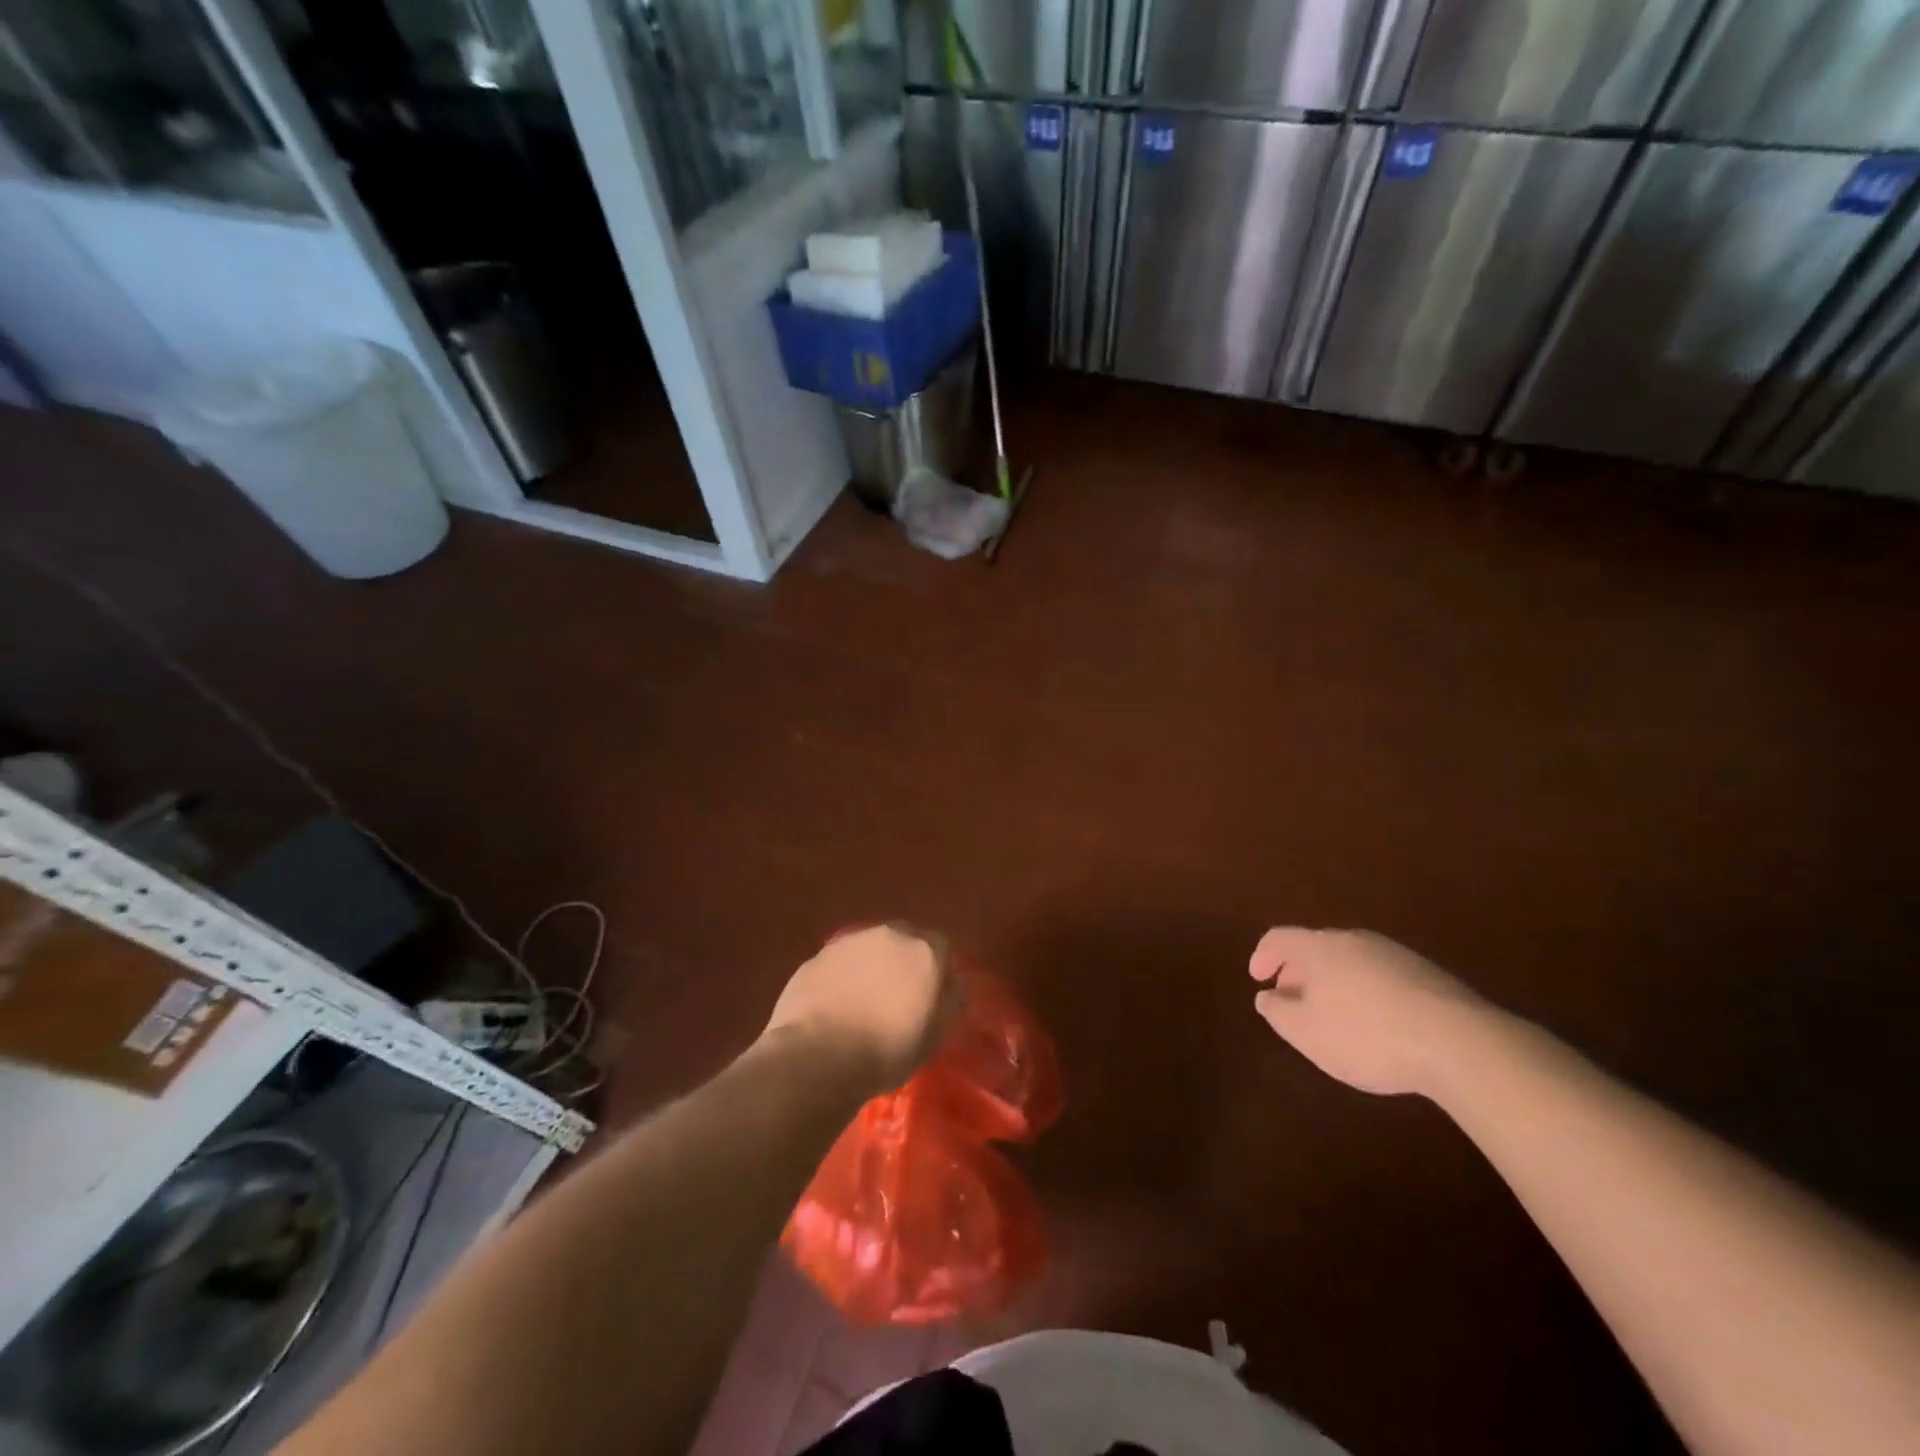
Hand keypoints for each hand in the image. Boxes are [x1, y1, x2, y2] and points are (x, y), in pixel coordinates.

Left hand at [761, 924, 954, 1092]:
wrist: (817, 1057)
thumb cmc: (886, 1051)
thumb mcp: (936, 1035)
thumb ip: (951, 999)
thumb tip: (952, 980)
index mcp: (922, 950)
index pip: (940, 946)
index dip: (936, 970)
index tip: (929, 996)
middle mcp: (888, 935)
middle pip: (904, 940)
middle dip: (904, 961)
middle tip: (897, 997)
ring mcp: (849, 942)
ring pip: (870, 948)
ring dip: (871, 967)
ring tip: (863, 1003)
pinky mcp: (817, 956)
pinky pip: (840, 963)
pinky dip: (843, 977)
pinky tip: (835, 1006)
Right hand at [1249, 927, 1488, 1096]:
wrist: (1460, 1043)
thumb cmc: (1366, 1035)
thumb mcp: (1307, 1033)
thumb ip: (1278, 1012)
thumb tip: (1268, 996)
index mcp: (1319, 947)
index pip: (1279, 938)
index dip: (1262, 956)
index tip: (1258, 980)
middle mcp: (1354, 940)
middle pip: (1316, 948)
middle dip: (1299, 973)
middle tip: (1294, 1002)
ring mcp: (1395, 954)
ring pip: (1350, 961)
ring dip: (1334, 983)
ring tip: (1336, 1018)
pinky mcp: (1428, 975)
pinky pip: (1381, 976)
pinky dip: (1366, 993)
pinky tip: (1378, 1025)